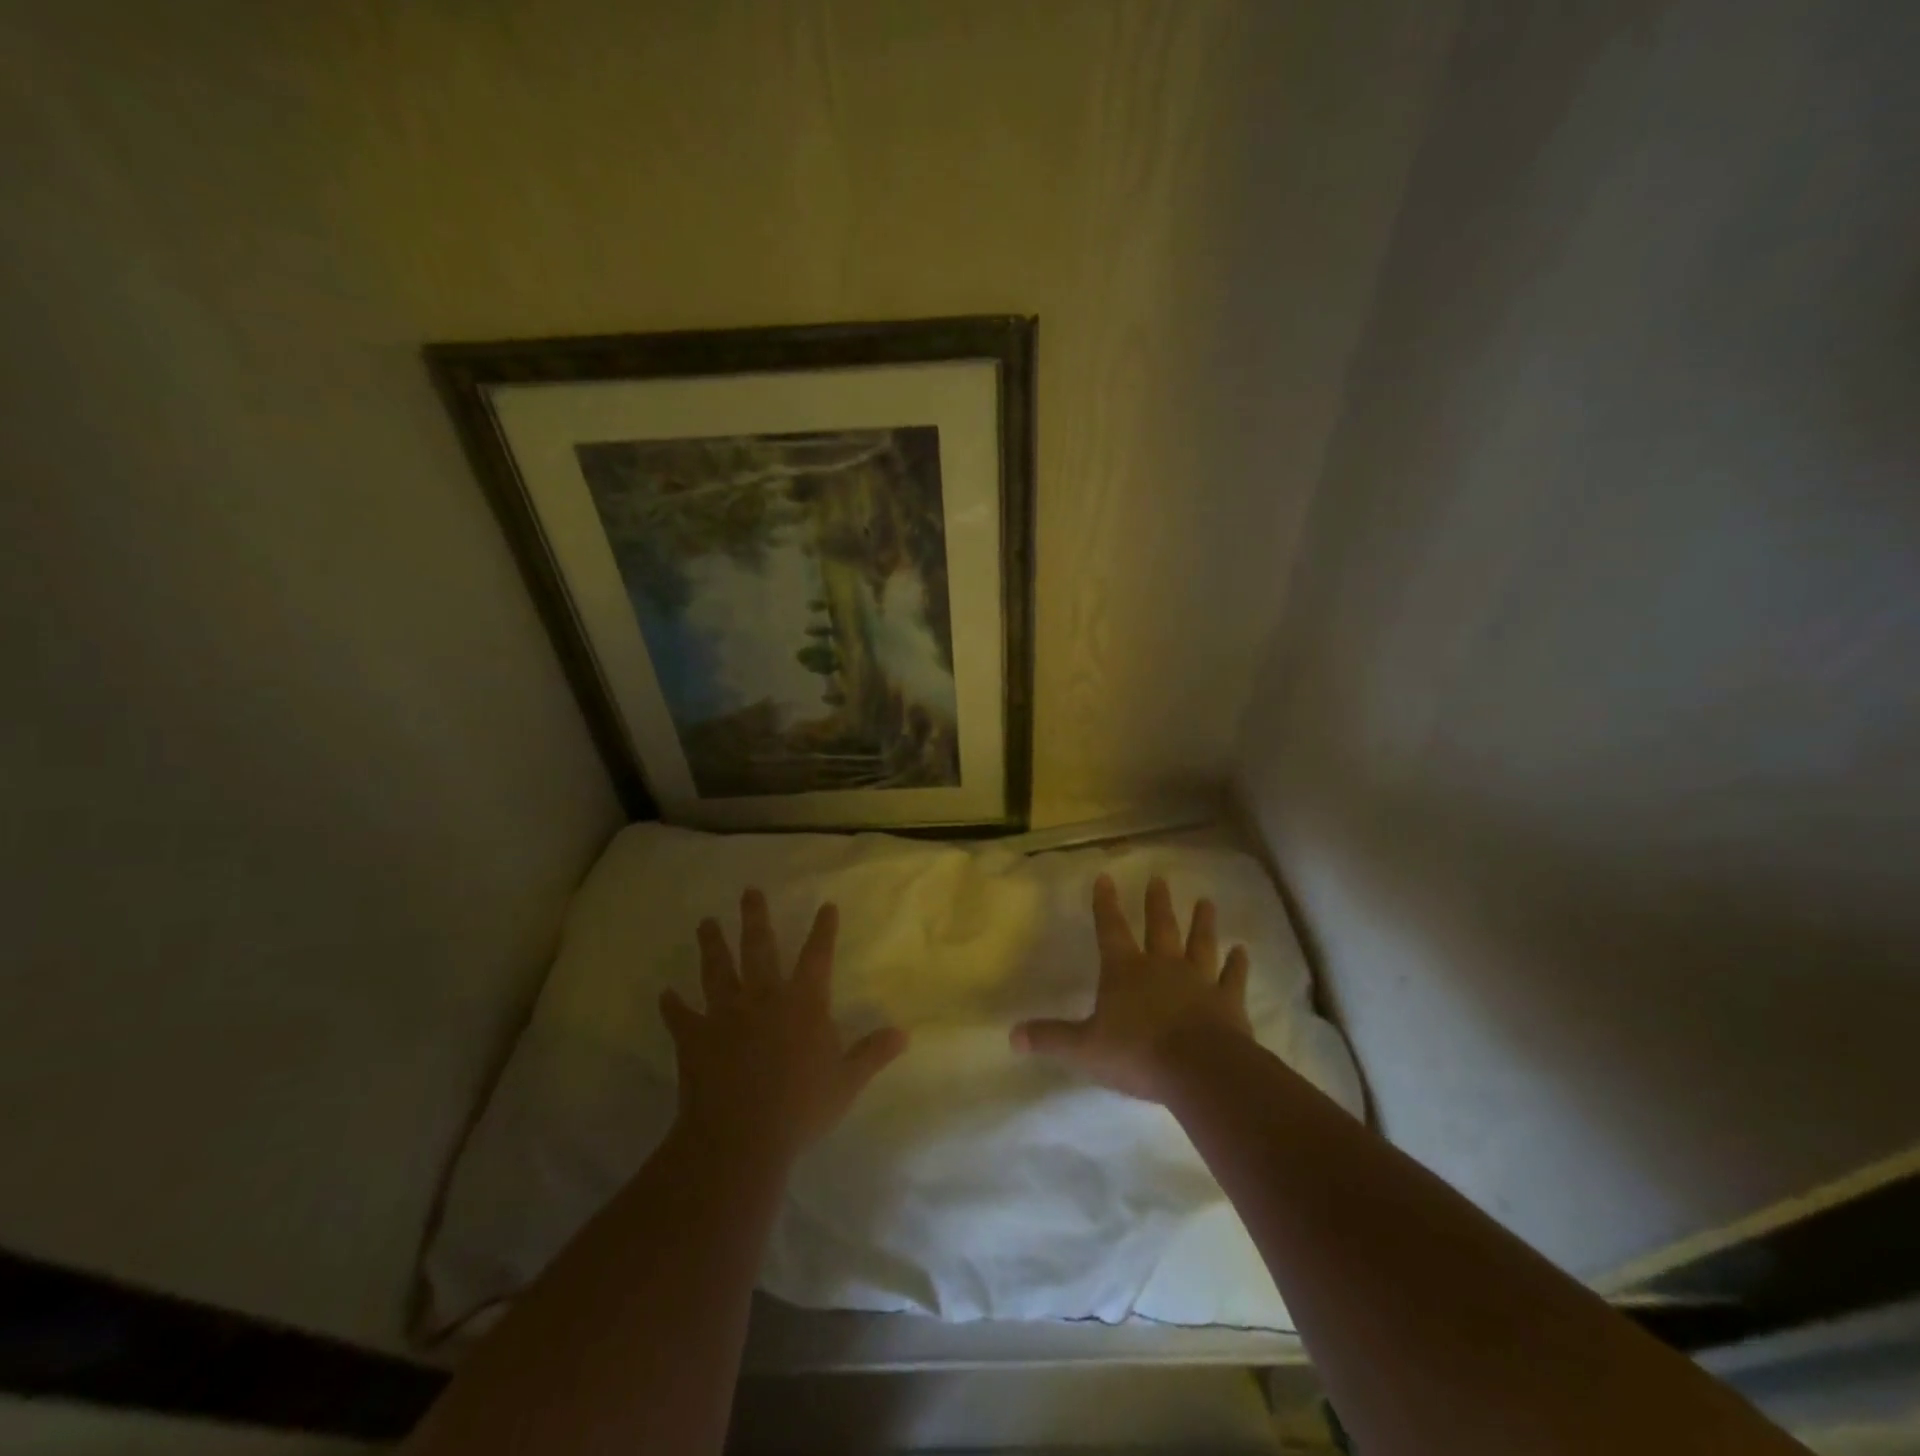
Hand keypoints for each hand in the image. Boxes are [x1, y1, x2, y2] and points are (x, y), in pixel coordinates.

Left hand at [660, 888, 907, 1159]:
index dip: (823, 930)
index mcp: (803, 1004)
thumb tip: (904, 1033)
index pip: (817, 957)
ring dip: (712, 945)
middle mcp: (763, 998)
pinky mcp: (695, 1038)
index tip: (826, 905)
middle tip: (749, 891)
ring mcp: (725, 1015)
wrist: (740, 1138)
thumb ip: (872, 1053)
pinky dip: (673, 1006)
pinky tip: (665, 994)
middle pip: (759, 948)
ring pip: (717, 970)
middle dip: (755, 918)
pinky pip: (681, 1017)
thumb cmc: (801, 1108)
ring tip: (706, 923)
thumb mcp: (847, 1082)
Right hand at [1011, 874, 1250, 1101]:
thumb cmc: (1136, 1053)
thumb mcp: (1084, 1048)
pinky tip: (1242, 951)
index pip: (1110, 929)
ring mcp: (1198, 981)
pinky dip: (1238, 964)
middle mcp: (1162, 966)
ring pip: (1199, 943)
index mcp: (1125, 971)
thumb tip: (1012, 1035)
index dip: (1106, 903)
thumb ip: (1051, 1038)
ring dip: (1202, 922)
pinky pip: (1233, 978)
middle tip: (1160, 878)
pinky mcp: (1228, 1002)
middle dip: (1157, 903)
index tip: (1105, 877)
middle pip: (1159, 927)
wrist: (1198, 1069)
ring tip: (1206, 901)